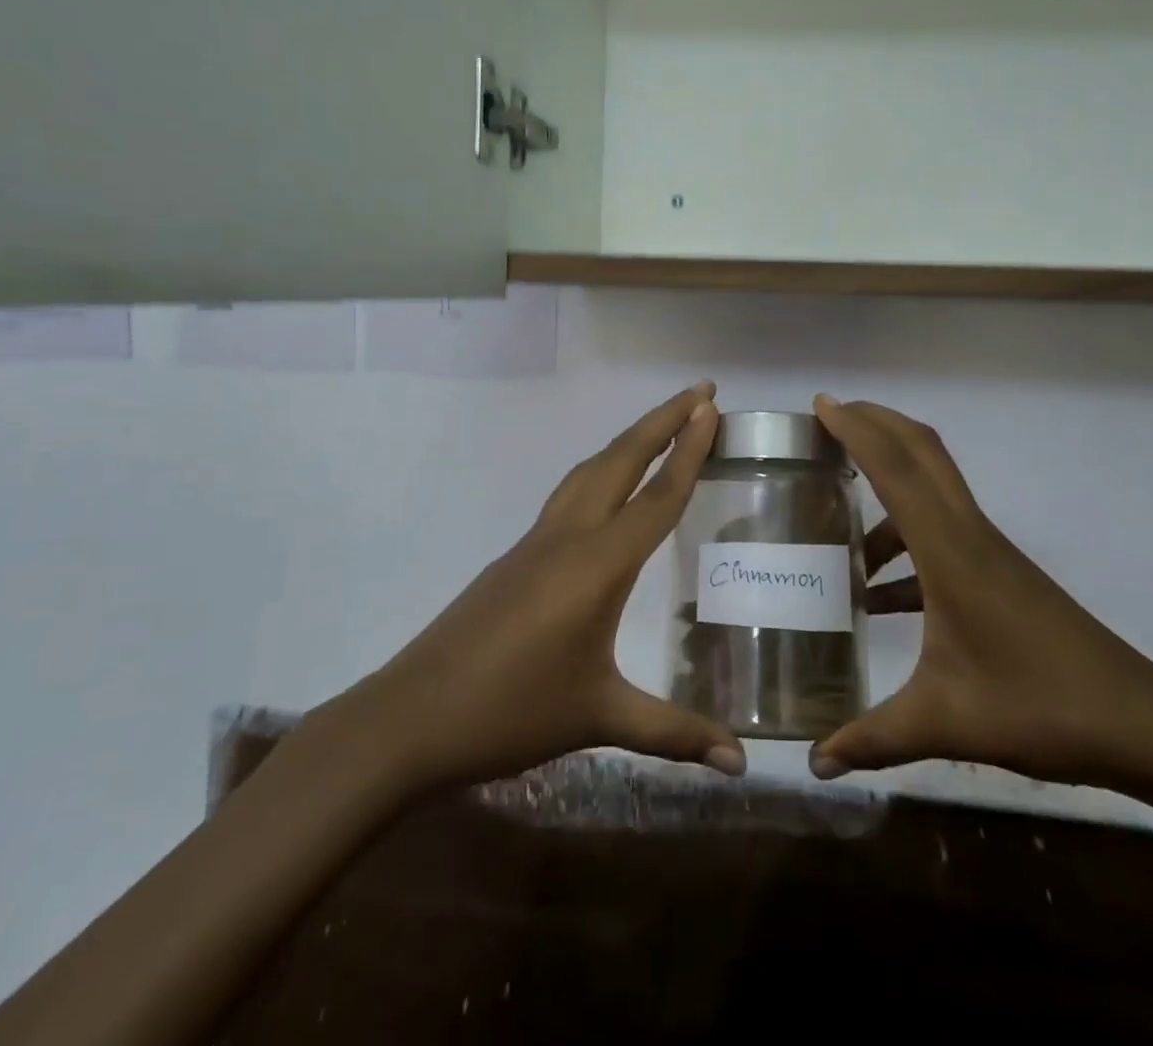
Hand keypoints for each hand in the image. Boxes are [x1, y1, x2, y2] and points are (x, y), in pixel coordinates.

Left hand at [348, 383, 745, 790]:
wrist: (411, 716)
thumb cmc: (512, 712)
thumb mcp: (598, 717)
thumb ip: (674, 733)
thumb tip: (741, 762)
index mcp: (597, 564)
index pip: (657, 495)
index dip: (690, 450)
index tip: (712, 407)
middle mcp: (569, 536)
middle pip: (622, 460)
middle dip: (662, 420)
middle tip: (700, 391)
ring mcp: (536, 541)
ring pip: (590, 470)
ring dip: (628, 440)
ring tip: (661, 425)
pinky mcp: (515, 555)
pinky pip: (569, 493)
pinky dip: (600, 470)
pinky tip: (605, 487)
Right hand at [810, 396, 1152, 796]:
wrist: (1144, 725)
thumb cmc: (1039, 708)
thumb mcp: (944, 722)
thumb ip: (873, 738)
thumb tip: (814, 762)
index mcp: (950, 551)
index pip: (895, 468)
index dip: (856, 428)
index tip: (820, 403)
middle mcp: (969, 534)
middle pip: (922, 451)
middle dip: (875, 422)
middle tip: (828, 418)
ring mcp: (989, 551)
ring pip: (934, 486)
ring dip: (889, 481)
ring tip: (840, 513)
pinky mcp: (1001, 573)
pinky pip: (942, 532)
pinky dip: (905, 540)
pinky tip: (878, 592)